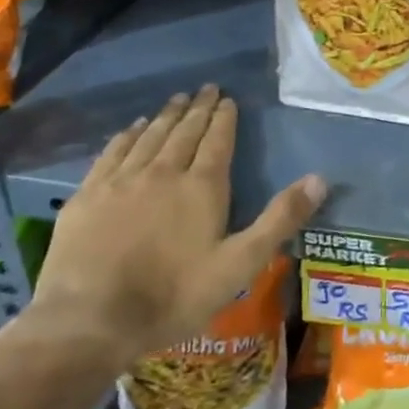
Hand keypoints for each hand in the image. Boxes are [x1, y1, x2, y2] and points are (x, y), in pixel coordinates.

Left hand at [27, 85, 325, 369]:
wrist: (91, 320)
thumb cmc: (174, 295)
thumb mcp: (241, 264)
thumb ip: (280, 219)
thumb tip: (320, 179)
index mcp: (202, 187)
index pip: (218, 141)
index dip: (224, 118)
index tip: (228, 99)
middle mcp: (163, 172)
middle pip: (184, 132)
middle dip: (198, 109)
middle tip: (206, 89)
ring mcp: (122, 181)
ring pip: (149, 137)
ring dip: (166, 116)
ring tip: (176, 100)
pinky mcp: (88, 195)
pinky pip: (112, 152)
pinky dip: (127, 136)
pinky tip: (133, 128)